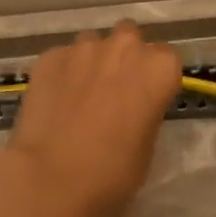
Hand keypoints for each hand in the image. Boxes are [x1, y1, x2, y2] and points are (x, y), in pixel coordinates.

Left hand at [5, 20, 182, 216]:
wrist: (52, 178)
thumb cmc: (113, 171)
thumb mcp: (147, 145)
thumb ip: (144, 111)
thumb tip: (130, 107)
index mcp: (159, 68)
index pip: (166, 58)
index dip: (154, 77)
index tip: (145, 96)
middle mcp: (125, 47)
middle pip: (129, 38)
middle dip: (124, 57)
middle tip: (113, 89)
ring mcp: (83, 48)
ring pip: (93, 43)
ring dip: (92, 62)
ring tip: (79, 94)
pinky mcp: (49, 57)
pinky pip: (62, 58)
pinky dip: (62, 73)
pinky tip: (54, 101)